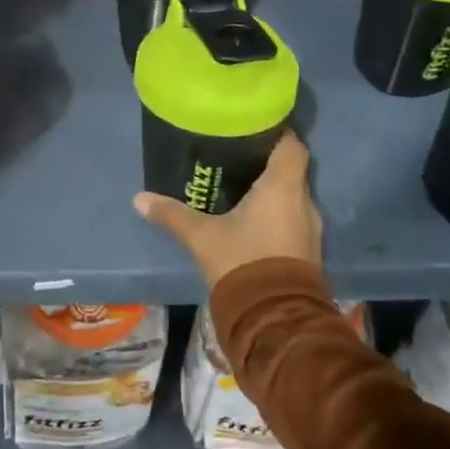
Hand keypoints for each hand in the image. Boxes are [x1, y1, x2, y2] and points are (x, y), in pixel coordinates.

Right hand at [133, 130, 320, 288]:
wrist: (274, 318)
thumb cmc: (242, 262)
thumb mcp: (201, 237)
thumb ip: (172, 214)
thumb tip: (139, 198)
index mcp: (283, 187)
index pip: (292, 146)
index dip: (277, 134)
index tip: (254, 129)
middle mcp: (303, 202)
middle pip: (290, 170)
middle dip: (267, 164)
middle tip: (236, 158)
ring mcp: (310, 229)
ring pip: (292, 197)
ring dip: (272, 193)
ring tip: (240, 188)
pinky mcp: (307, 252)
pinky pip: (292, 220)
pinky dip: (276, 215)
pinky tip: (251, 220)